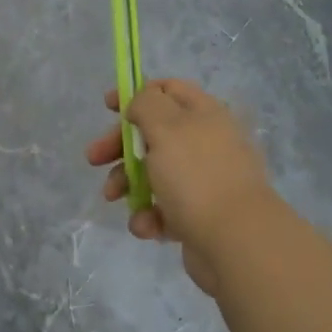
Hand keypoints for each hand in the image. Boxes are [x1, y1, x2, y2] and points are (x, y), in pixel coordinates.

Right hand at [85, 79, 278, 292]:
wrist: (237, 242)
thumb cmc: (196, 175)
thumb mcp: (165, 127)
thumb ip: (146, 104)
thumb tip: (140, 105)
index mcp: (204, 114)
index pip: (168, 90)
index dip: (136, 94)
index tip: (107, 107)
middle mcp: (207, 142)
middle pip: (155, 133)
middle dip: (120, 145)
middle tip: (94, 158)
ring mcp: (205, 181)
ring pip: (155, 173)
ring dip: (128, 183)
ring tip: (113, 197)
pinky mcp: (200, 216)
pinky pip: (165, 209)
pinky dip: (150, 215)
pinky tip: (146, 226)